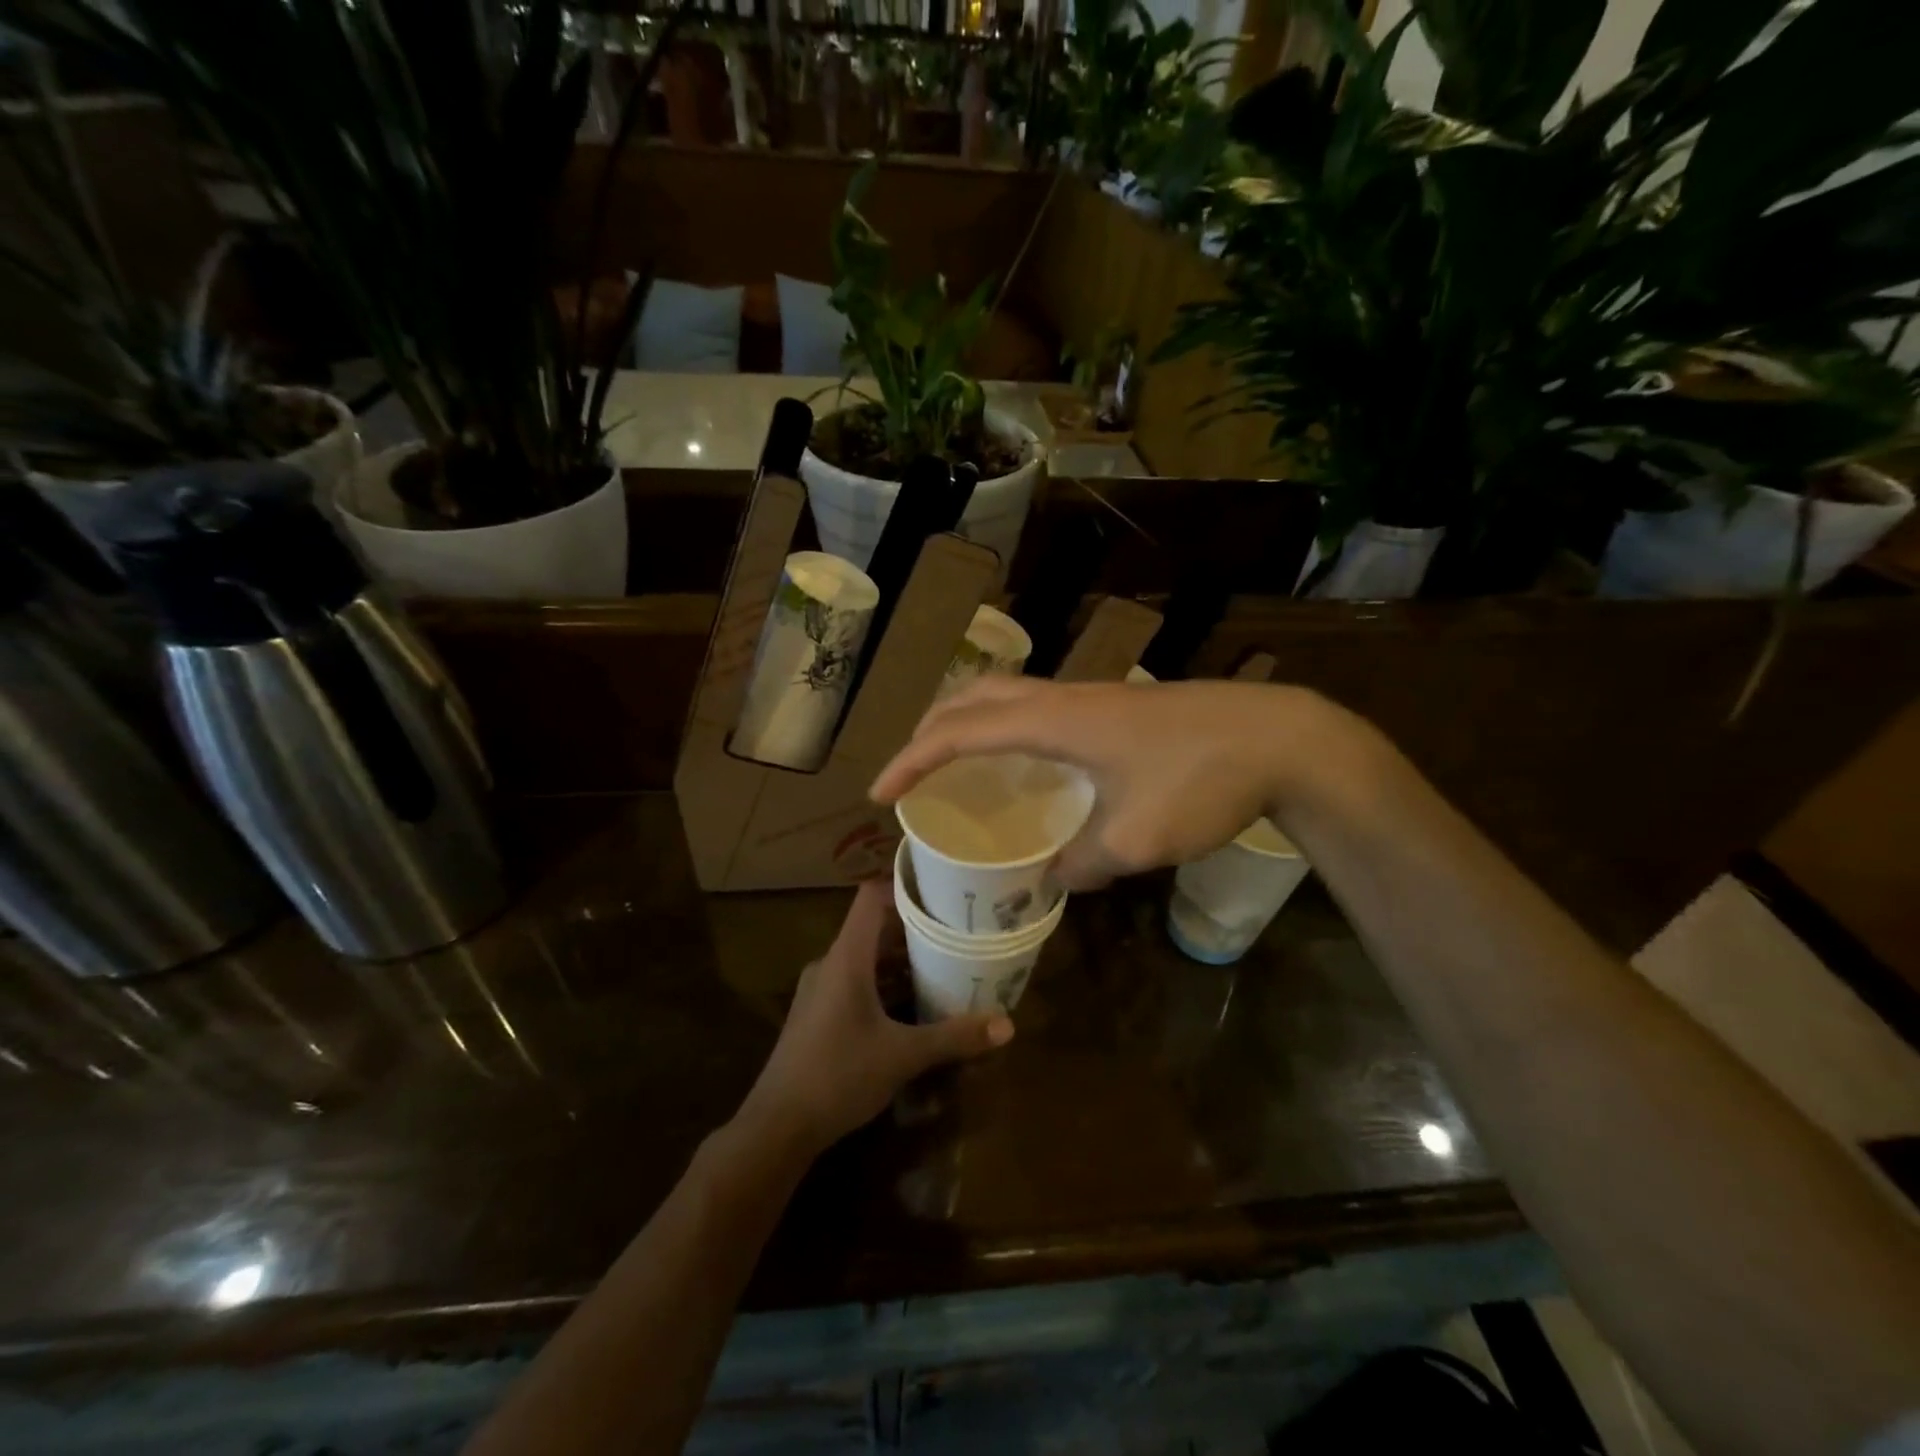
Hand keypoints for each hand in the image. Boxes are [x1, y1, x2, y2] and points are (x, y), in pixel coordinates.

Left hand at [737, 880, 1012, 1154]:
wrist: (777, 1127)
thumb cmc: (838, 1076)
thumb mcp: (903, 1056)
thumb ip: (954, 1038)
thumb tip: (1008, 1025)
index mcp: (846, 958)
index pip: (871, 897)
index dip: (904, 886)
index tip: (942, 889)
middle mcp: (830, 964)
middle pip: (874, 928)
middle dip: (915, 929)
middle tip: (957, 931)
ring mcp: (820, 989)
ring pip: (866, 958)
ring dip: (901, 961)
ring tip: (944, 965)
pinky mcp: (818, 1014)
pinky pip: (856, 982)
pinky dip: (885, 984)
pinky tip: (913, 1006)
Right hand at [871, 677, 1358, 889]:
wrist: (1281, 737)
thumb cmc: (1202, 781)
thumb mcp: (1135, 840)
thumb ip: (1082, 863)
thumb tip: (1056, 876)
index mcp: (1054, 722)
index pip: (960, 732)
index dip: (911, 761)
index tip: (880, 794)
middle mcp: (1064, 698)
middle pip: (975, 696)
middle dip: (930, 729)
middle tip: (910, 771)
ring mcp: (1093, 697)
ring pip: (1008, 694)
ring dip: (969, 721)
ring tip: (955, 762)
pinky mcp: (1117, 706)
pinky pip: (1040, 707)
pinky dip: (1009, 727)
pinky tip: (1029, 764)